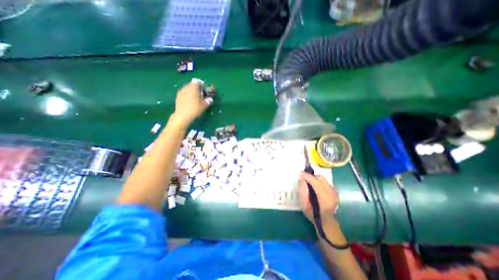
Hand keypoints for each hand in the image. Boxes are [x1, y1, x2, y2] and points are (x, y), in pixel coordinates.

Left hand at [174, 80, 210, 124]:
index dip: (202, 85)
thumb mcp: (205, 105)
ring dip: (192, 92)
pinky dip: (188, 96)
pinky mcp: (177, 97)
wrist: (182, 116)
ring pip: (188, 89)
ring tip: (196, 99)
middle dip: (197, 89)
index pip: (198, 81)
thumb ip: (208, 101)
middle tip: (201, 96)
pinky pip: (184, 93)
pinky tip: (190, 103)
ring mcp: (181, 92)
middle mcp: (186, 87)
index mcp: (193, 87)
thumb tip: (210, 99)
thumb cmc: (195, 109)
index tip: (205, 91)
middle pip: (192, 84)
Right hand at [297, 172, 340, 222]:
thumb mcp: (304, 205)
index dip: (307, 177)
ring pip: (323, 179)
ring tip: (308, 182)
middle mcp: (332, 194)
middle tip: (304, 178)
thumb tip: (302, 179)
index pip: (316, 183)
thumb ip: (303, 191)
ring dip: (315, 178)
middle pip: (321, 178)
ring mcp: (335, 193)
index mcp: (325, 200)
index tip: (300, 174)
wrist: (326, 222)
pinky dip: (319, 181)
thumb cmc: (313, 215)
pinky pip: (325, 182)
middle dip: (311, 176)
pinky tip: (315, 186)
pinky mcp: (335, 191)